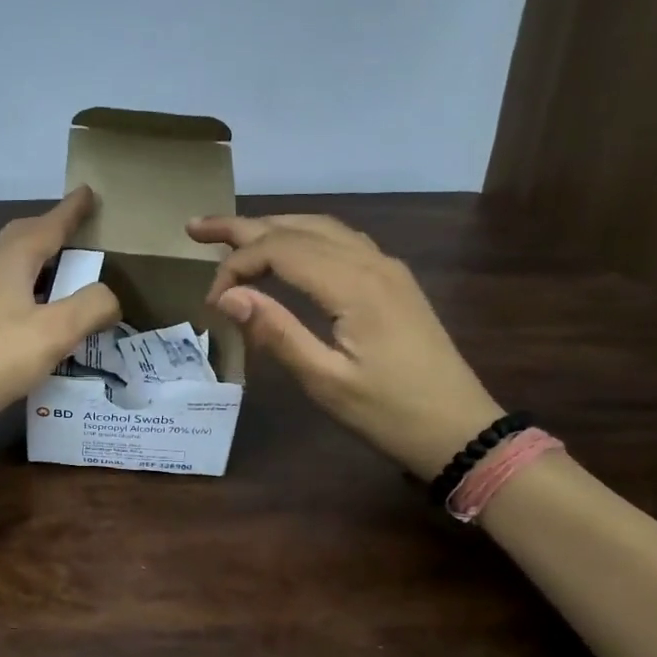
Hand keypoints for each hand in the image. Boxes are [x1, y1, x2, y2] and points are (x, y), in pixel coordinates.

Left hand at [0, 187, 120, 463]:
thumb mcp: (54, 331)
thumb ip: (90, 306)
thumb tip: (109, 296)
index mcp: (10, 263)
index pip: (46, 225)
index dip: (70, 210)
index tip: (88, 191)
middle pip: (23, 240)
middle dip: (52, 231)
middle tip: (80, 233)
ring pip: (15, 271)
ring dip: (43, 267)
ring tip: (71, 278)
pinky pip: (12, 301)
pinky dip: (35, 299)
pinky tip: (47, 323)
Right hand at [187, 214, 504, 479]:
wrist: (460, 430)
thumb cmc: (390, 413)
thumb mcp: (325, 381)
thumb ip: (276, 332)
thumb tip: (227, 297)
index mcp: (353, 285)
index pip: (279, 250)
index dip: (237, 266)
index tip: (212, 301)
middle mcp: (370, 262)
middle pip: (297, 227)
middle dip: (242, 227)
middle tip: (195, 228)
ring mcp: (386, 268)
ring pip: (320, 228)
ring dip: (273, 227)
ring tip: (231, 236)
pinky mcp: (393, 281)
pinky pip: (340, 241)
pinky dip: (302, 237)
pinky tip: (287, 250)